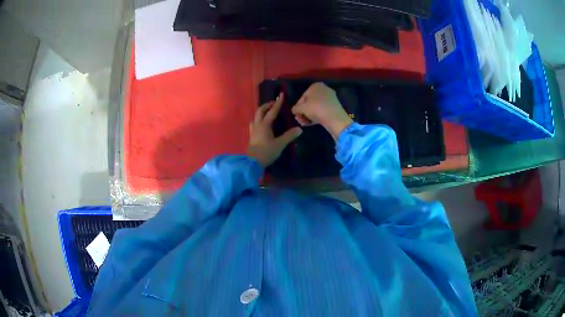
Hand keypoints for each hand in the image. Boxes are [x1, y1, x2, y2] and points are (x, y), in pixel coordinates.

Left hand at [247, 93, 302, 166]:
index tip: (281, 95)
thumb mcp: (280, 144)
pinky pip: (254, 123)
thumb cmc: (266, 152)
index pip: (272, 111)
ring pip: (256, 116)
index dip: (278, 103)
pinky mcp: (252, 136)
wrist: (252, 163)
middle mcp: (258, 125)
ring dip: (262, 111)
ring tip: (267, 112)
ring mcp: (253, 130)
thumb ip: (289, 136)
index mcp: (265, 124)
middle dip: (267, 105)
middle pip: (260, 110)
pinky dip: (259, 119)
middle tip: (274, 103)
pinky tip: (261, 124)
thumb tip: (299, 129)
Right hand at [291, 82, 352, 138]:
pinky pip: (322, 110)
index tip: (296, 114)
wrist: (334, 118)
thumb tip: (294, 110)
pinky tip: (311, 123)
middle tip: (299, 120)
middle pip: (309, 102)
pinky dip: (316, 116)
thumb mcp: (301, 108)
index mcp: (315, 85)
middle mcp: (323, 89)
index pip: (303, 97)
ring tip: (304, 123)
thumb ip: (295, 108)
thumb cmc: (316, 109)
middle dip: (303, 112)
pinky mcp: (334, 107)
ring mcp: (330, 98)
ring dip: (308, 115)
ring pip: (315, 107)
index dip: (298, 106)